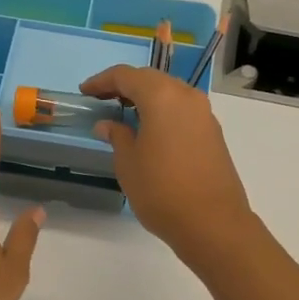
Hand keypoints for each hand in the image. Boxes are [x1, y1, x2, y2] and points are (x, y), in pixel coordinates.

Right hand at [80, 66, 256, 262]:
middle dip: (125, 86)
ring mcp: (204, 114)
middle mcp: (187, 97)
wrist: (213, 223)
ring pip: (170, 93)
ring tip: (124, 113)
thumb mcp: (128, 163)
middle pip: (151, 79)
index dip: (102, 81)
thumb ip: (117, 136)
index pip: (127, 75)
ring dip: (146, 98)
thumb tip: (108, 124)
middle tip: (102, 99)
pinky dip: (163, 112)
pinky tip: (149, 130)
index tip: (85, 92)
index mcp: (162, 97)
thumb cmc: (161, 191)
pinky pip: (182, 110)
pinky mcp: (213, 133)